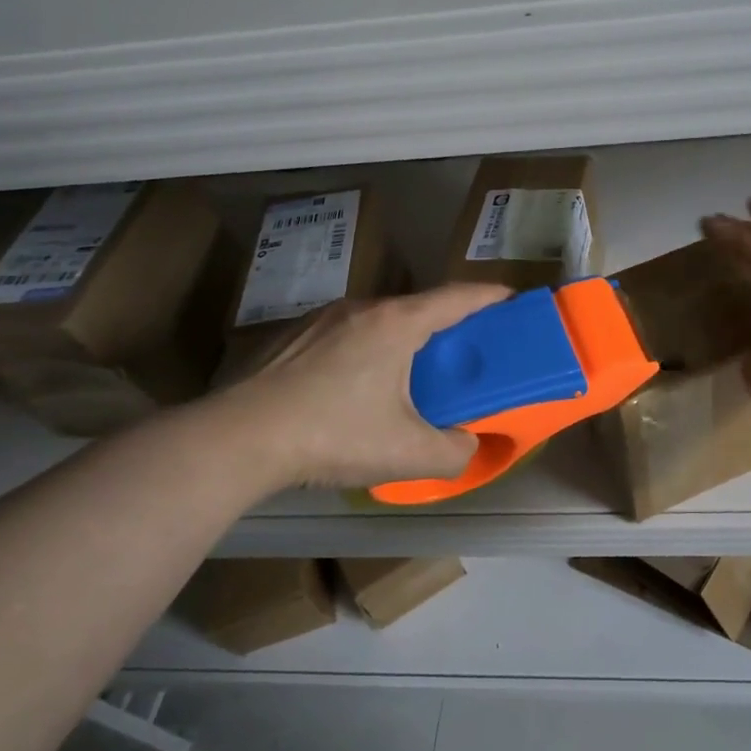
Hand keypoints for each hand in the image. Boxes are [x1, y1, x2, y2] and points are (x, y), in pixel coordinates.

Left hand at [208, 283, 511, 490]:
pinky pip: (348, 334)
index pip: (458, 297)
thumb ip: (454, 451)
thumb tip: (467, 444)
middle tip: (465, 353)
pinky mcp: (292, 337)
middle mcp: (362, 309)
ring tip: (413, 372)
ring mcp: (322, 319)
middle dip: (449, 324)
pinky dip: (370, 348)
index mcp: (397, 324)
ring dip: (406, 338)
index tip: (513, 300)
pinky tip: (358, 387)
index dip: (490, 296)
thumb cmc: (333, 435)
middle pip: (419, 307)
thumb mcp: (408, 454)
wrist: (237, 439)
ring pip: (381, 320)